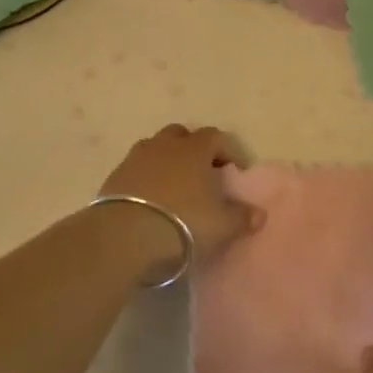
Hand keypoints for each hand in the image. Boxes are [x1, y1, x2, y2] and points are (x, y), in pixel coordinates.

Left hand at [99, 124, 260, 265]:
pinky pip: (135, 169)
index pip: (216, 137)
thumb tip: (259, 214)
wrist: (126, 238)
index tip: (236, 170)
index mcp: (194, 149)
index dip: (228, 150)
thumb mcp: (222, 225)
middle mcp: (164, 146)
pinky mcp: (113, 177)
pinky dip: (145, 178)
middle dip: (194, 149)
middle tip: (203, 172)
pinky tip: (150, 200)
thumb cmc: (185, 223)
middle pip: (181, 135)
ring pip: (155, 148)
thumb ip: (242, 217)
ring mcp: (135, 159)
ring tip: (175, 186)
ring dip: (167, 161)